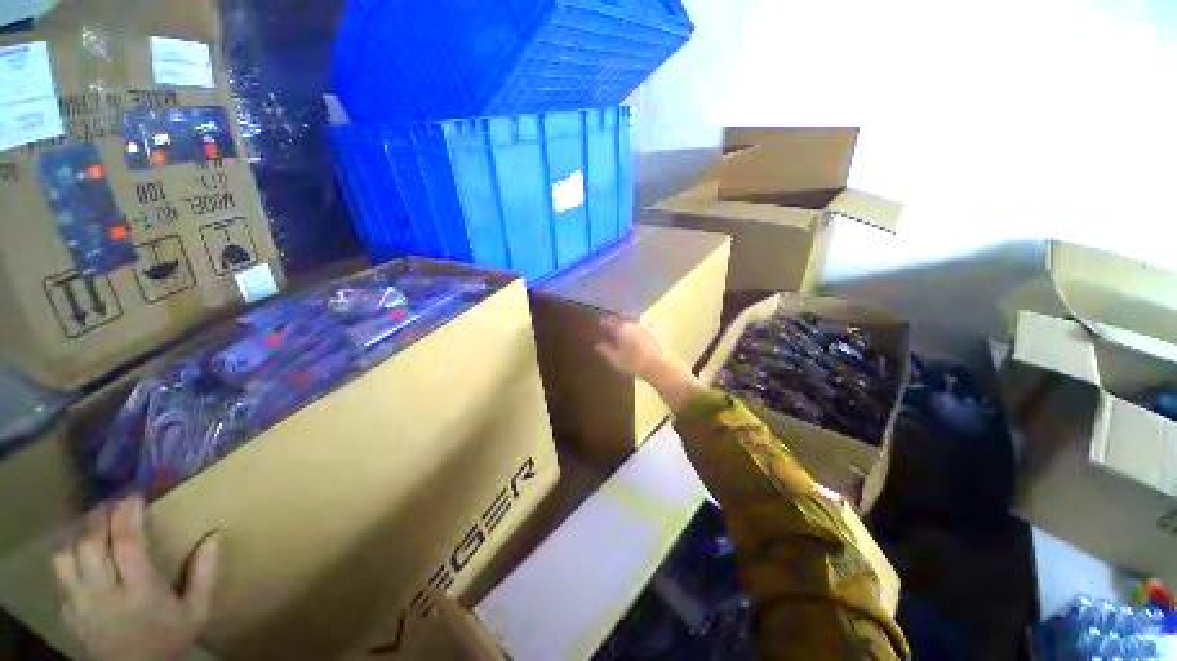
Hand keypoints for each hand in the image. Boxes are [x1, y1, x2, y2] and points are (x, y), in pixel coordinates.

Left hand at [53, 498, 220, 660]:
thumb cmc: (171, 638)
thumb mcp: (197, 611)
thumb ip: (205, 574)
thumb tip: (216, 534)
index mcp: (139, 592)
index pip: (126, 543)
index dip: (127, 514)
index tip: (134, 495)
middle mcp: (104, 594)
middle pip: (90, 544)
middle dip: (99, 517)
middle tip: (112, 502)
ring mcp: (81, 604)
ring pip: (65, 556)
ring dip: (78, 534)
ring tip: (93, 524)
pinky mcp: (67, 611)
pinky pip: (59, 574)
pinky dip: (67, 554)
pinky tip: (80, 551)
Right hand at [595, 315, 704, 413]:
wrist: (659, 367)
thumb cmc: (634, 364)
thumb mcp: (616, 359)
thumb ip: (605, 350)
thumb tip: (597, 344)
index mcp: (621, 328)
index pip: (608, 321)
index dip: (602, 323)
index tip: (597, 325)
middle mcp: (632, 323)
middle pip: (619, 318)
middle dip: (613, 322)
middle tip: (607, 328)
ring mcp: (643, 326)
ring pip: (629, 321)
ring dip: (623, 324)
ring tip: (618, 332)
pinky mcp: (651, 331)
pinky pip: (637, 325)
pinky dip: (632, 328)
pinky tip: (631, 336)